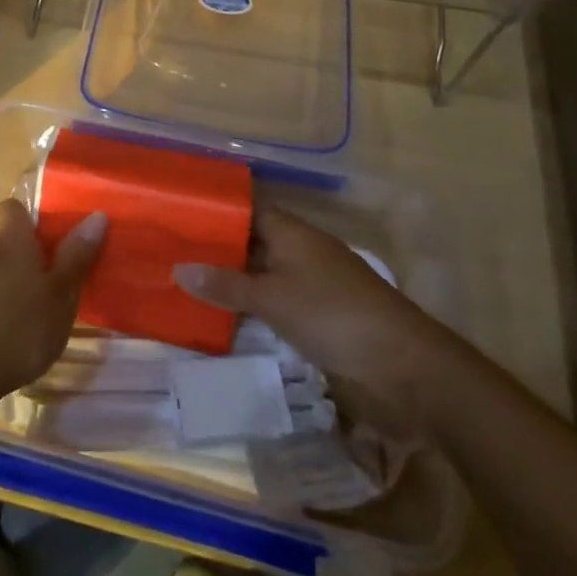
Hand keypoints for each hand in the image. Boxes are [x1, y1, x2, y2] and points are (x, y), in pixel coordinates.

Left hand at [0, 199, 105, 406]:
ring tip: (16, 315)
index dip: (26, 218)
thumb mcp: (61, 297)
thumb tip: (96, 215)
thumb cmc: (20, 330)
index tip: (44, 238)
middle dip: (17, 256)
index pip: (12, 207)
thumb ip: (76, 256)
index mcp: (11, 242)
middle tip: (40, 285)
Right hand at [173, 206, 457, 432]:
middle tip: (173, 254)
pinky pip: (277, 301)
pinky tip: (226, 317)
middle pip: (253, 242)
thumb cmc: (332, 315)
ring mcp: (314, 283)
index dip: (217, 212)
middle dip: (218, 249)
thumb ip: (225, 285)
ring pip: (264, 273)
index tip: (180, 218)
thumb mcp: (272, 298)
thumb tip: (177, 268)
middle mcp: (302, 250)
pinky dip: (254, 306)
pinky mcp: (322, 315)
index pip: (247, 210)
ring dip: (235, 281)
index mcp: (293, 232)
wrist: (403, 365)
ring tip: (188, 285)